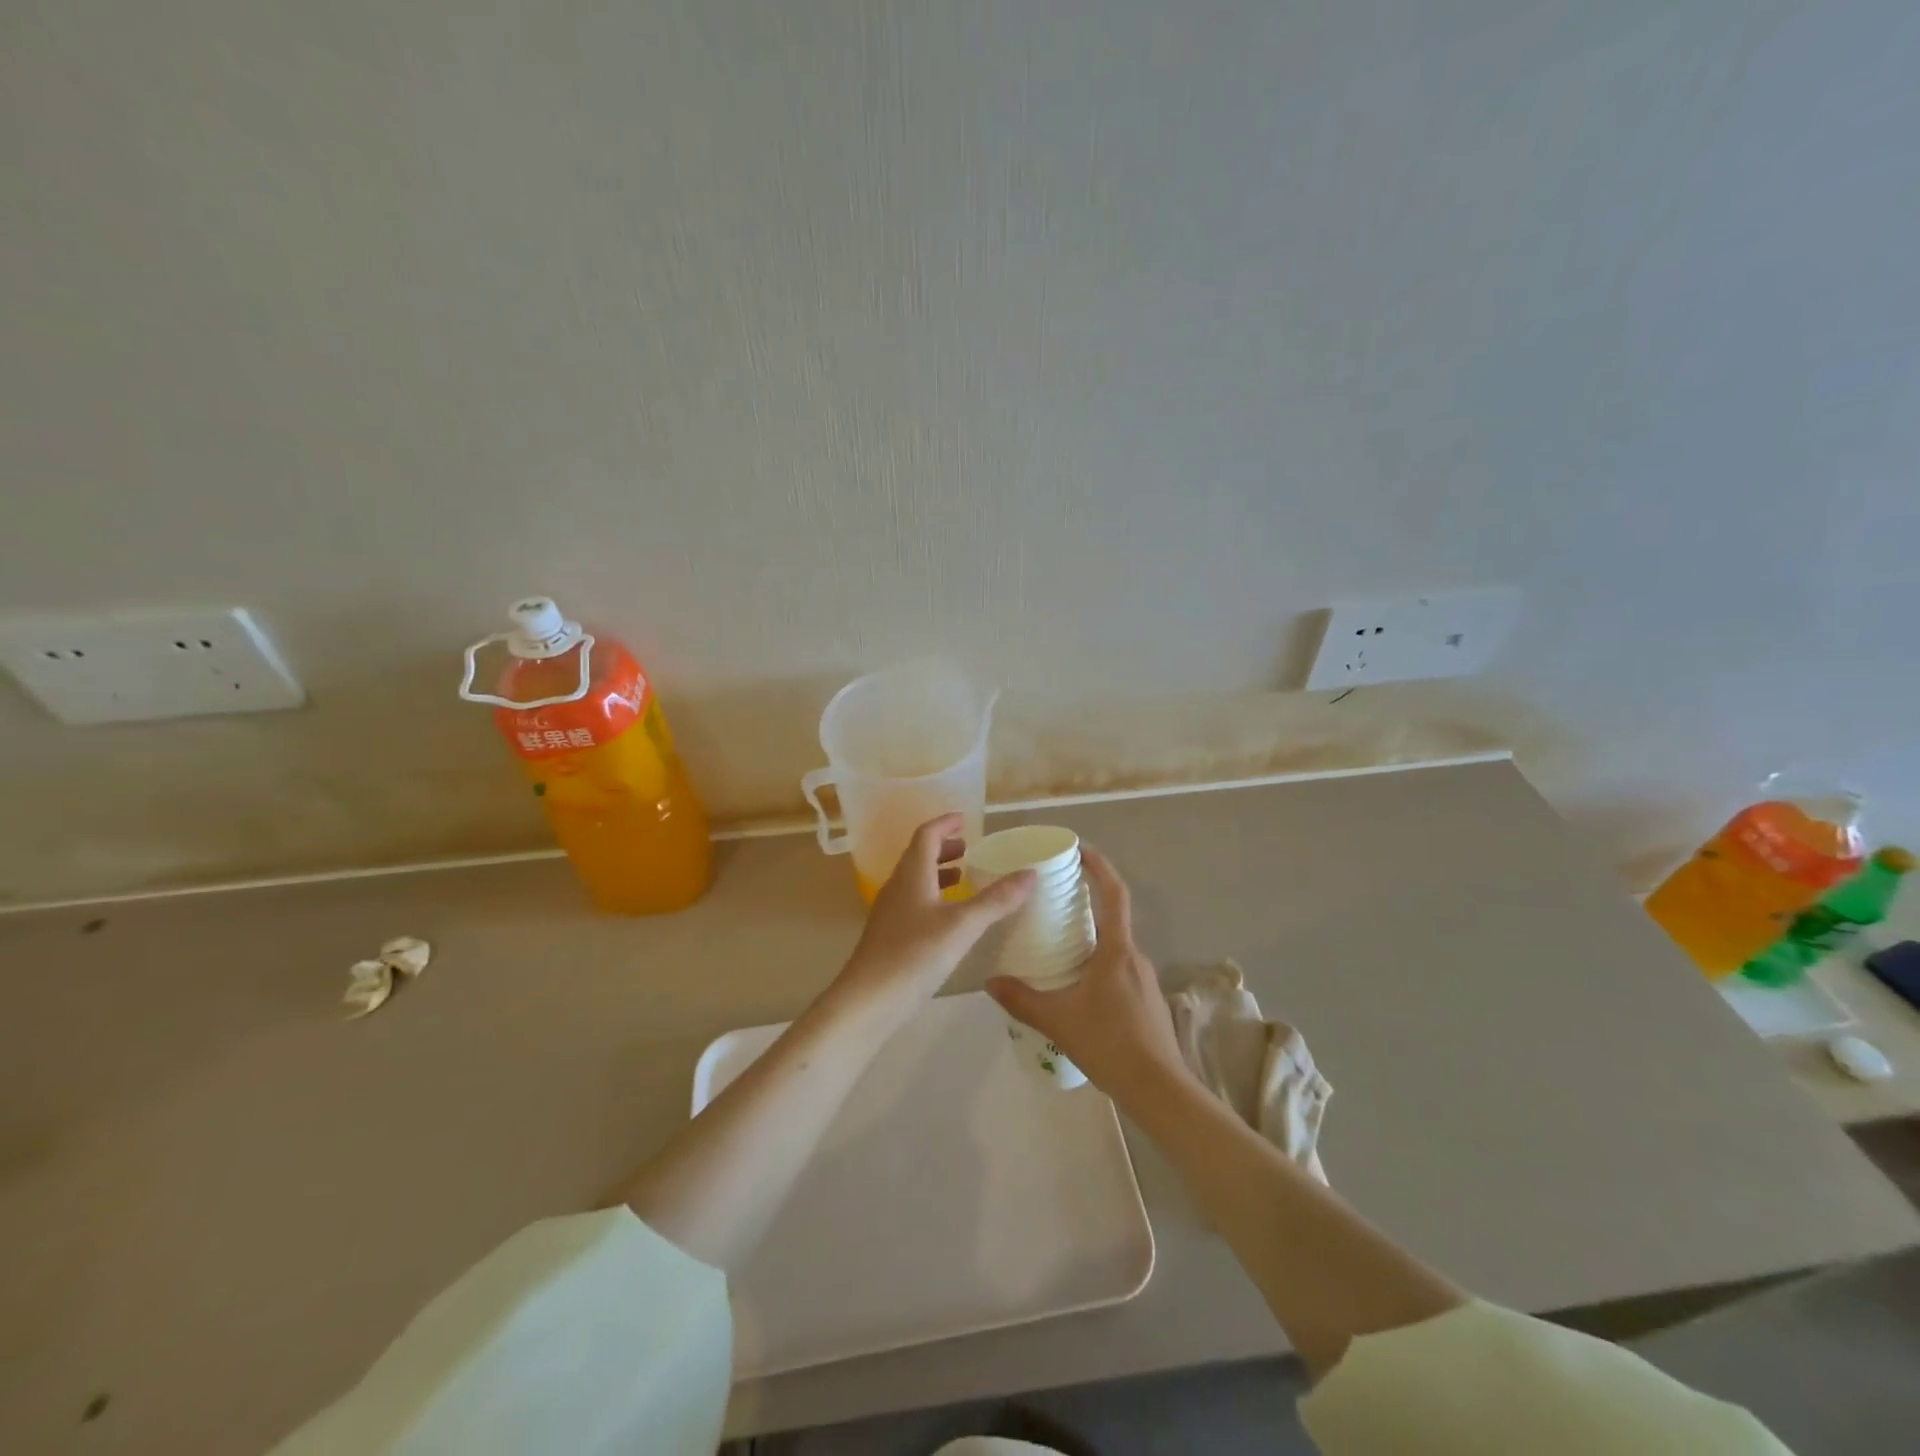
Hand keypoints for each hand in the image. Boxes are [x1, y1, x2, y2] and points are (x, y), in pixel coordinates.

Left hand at [828, 813, 1033, 1030]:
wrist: (868, 1000)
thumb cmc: (915, 954)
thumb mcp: (963, 926)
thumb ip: (997, 900)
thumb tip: (1031, 873)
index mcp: (912, 874)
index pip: (927, 835)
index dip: (945, 824)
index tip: (966, 820)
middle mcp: (898, 886)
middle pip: (919, 855)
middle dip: (944, 848)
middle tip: (970, 850)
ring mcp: (891, 911)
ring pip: (916, 880)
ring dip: (939, 873)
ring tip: (965, 879)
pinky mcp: (890, 935)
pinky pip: (914, 902)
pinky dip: (935, 897)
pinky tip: (950, 918)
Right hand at [985, 847, 1187, 1106]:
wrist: (1159, 1090)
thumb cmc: (1110, 1044)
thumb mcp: (1057, 1020)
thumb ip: (1022, 999)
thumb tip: (990, 982)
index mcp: (1117, 950)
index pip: (1113, 894)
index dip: (1100, 867)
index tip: (1080, 850)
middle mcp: (1135, 957)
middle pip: (1112, 918)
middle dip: (1086, 904)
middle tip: (1054, 901)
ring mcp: (1145, 980)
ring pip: (1115, 947)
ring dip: (1091, 938)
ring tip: (1058, 945)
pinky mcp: (1148, 1001)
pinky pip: (1120, 969)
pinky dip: (1099, 964)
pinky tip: (1078, 987)